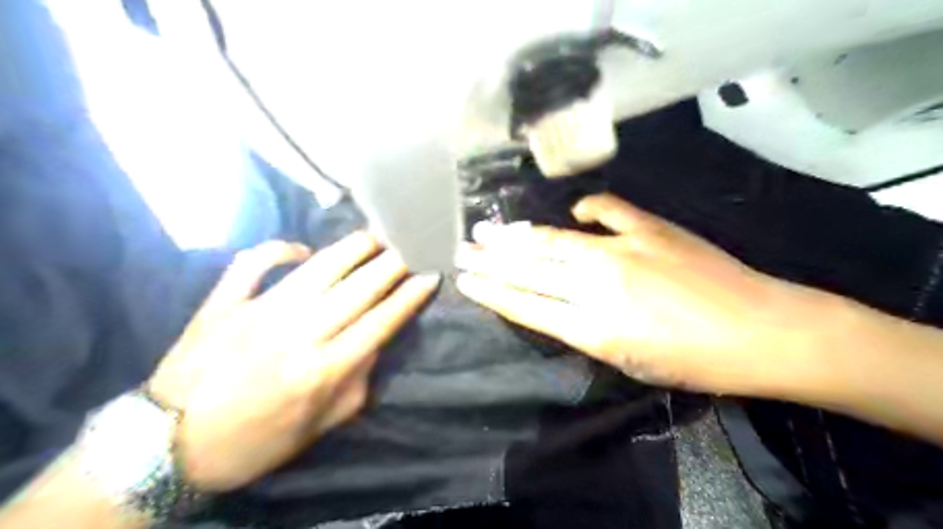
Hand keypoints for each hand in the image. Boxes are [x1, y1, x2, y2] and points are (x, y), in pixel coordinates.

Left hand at [146, 235, 442, 491]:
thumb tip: (373, 343)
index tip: (430, 276)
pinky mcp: (223, 303)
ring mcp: (258, 312)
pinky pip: (255, 262)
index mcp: (322, 370)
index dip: (410, 296)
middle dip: (392, 264)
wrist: (166, 447)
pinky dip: (281, 249)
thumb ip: (356, 384)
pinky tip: (302, 251)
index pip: (381, 321)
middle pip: (359, 288)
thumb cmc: (254, 442)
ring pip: (319, 267)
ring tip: (375, 237)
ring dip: (353, 248)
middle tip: (409, 248)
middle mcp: (297, 334)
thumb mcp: (318, 427)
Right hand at [456, 194, 831, 395]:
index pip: (525, 305)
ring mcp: (623, 250)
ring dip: (518, 237)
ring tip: (490, 231)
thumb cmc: (695, 362)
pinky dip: (588, 209)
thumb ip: (585, 330)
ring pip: (555, 241)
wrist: (761, 330)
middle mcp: (597, 285)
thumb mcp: (628, 362)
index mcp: (591, 327)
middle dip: (491, 261)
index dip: (492, 292)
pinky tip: (573, 212)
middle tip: (463, 249)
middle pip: (530, 270)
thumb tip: (556, 304)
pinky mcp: (649, 228)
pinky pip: (607, 211)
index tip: (465, 281)